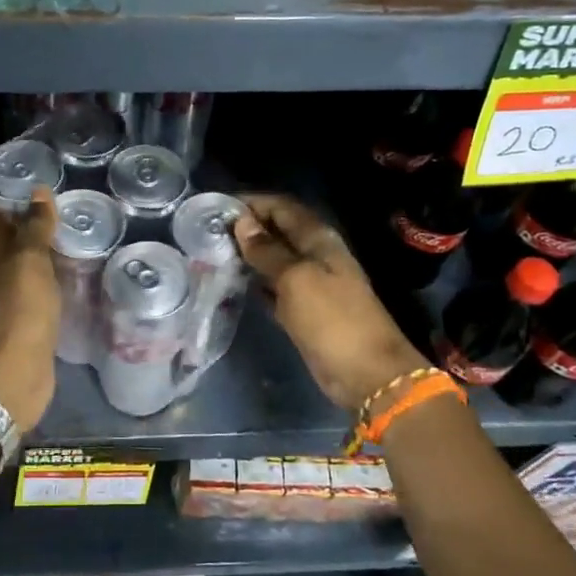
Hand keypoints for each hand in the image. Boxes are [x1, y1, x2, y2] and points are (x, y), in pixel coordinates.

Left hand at [0, 188, 59, 429]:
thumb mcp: (31, 259)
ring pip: (10, 270)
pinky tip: (42, 283)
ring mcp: (14, 303)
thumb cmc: (23, 306)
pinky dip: (33, 282)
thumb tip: (37, 191)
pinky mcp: (30, 325)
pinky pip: (30, 293)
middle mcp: (2, 277)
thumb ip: (36, 227)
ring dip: (10, 255)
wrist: (18, 367)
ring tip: (18, 243)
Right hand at [233, 192, 422, 409]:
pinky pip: (274, 288)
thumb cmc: (332, 319)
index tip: (218, 207)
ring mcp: (310, 284)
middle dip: (247, 227)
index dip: (252, 203)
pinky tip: (233, 283)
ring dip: (249, 255)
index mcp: (319, 240)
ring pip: (275, 260)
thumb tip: (242, 222)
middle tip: (209, 231)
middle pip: (278, 231)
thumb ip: (268, 251)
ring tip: (214, 253)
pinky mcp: (303, 310)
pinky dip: (256, 282)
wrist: (366, 373)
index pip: (282, 207)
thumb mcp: (296, 279)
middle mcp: (315, 256)